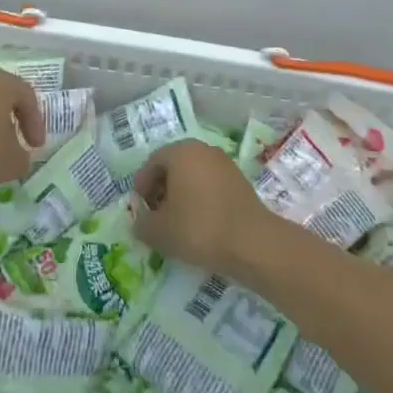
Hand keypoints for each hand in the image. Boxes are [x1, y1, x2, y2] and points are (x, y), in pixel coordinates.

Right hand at [131, 139, 276, 275]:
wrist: (252, 243)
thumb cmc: (199, 228)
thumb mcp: (159, 231)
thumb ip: (142, 224)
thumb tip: (140, 222)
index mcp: (181, 152)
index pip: (152, 163)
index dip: (141, 186)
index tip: (139, 209)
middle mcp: (203, 149)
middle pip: (173, 166)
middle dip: (161, 189)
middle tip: (155, 215)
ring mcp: (224, 163)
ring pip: (193, 175)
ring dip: (181, 194)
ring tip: (176, 222)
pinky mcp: (239, 181)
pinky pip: (210, 185)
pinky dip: (200, 199)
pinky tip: (199, 223)